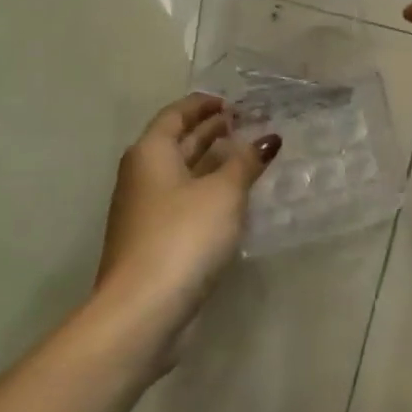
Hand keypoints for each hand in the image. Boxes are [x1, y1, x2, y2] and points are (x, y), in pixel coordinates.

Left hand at [94, 94, 279, 357]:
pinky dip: (208, 191)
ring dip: (212, 162)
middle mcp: (142, 176)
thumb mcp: (224, 192)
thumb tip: (268, 139)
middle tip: (246, 125)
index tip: (232, 103)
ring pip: (182, 174)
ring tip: (247, 156)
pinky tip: (234, 199)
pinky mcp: (155, 241)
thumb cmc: (183, 236)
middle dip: (210, 131)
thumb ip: (246, 162)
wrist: (143, 309)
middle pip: (177, 142)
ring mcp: (146, 211)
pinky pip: (184, 202)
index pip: (176, 114)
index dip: (204, 104)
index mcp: (151, 153)